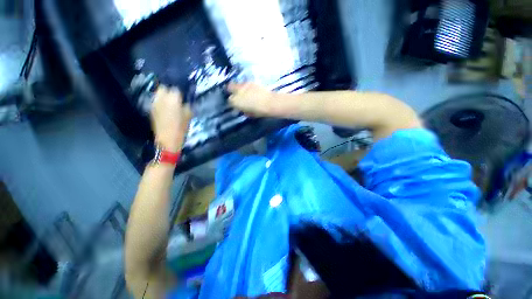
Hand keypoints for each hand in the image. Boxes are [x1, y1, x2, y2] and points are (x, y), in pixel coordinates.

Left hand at [151, 86, 191, 151]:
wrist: (167, 139)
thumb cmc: (181, 127)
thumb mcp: (188, 115)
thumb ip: (186, 104)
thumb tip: (185, 99)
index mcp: (173, 99)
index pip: (176, 88)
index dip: (180, 90)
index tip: (184, 94)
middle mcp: (161, 98)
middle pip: (163, 87)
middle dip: (169, 89)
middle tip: (176, 95)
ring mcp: (154, 103)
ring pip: (158, 93)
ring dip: (164, 95)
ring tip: (170, 100)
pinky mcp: (151, 109)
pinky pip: (156, 100)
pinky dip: (161, 101)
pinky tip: (165, 107)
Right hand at [227, 83, 275, 116]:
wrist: (269, 103)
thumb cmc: (259, 111)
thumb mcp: (249, 114)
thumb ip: (243, 110)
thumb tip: (243, 108)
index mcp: (235, 101)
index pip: (230, 100)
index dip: (233, 102)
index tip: (236, 104)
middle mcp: (237, 91)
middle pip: (230, 87)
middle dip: (231, 90)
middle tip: (236, 94)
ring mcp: (244, 85)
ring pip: (238, 84)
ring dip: (239, 88)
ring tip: (244, 92)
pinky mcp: (251, 81)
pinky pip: (246, 83)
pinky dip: (247, 87)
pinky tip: (251, 90)